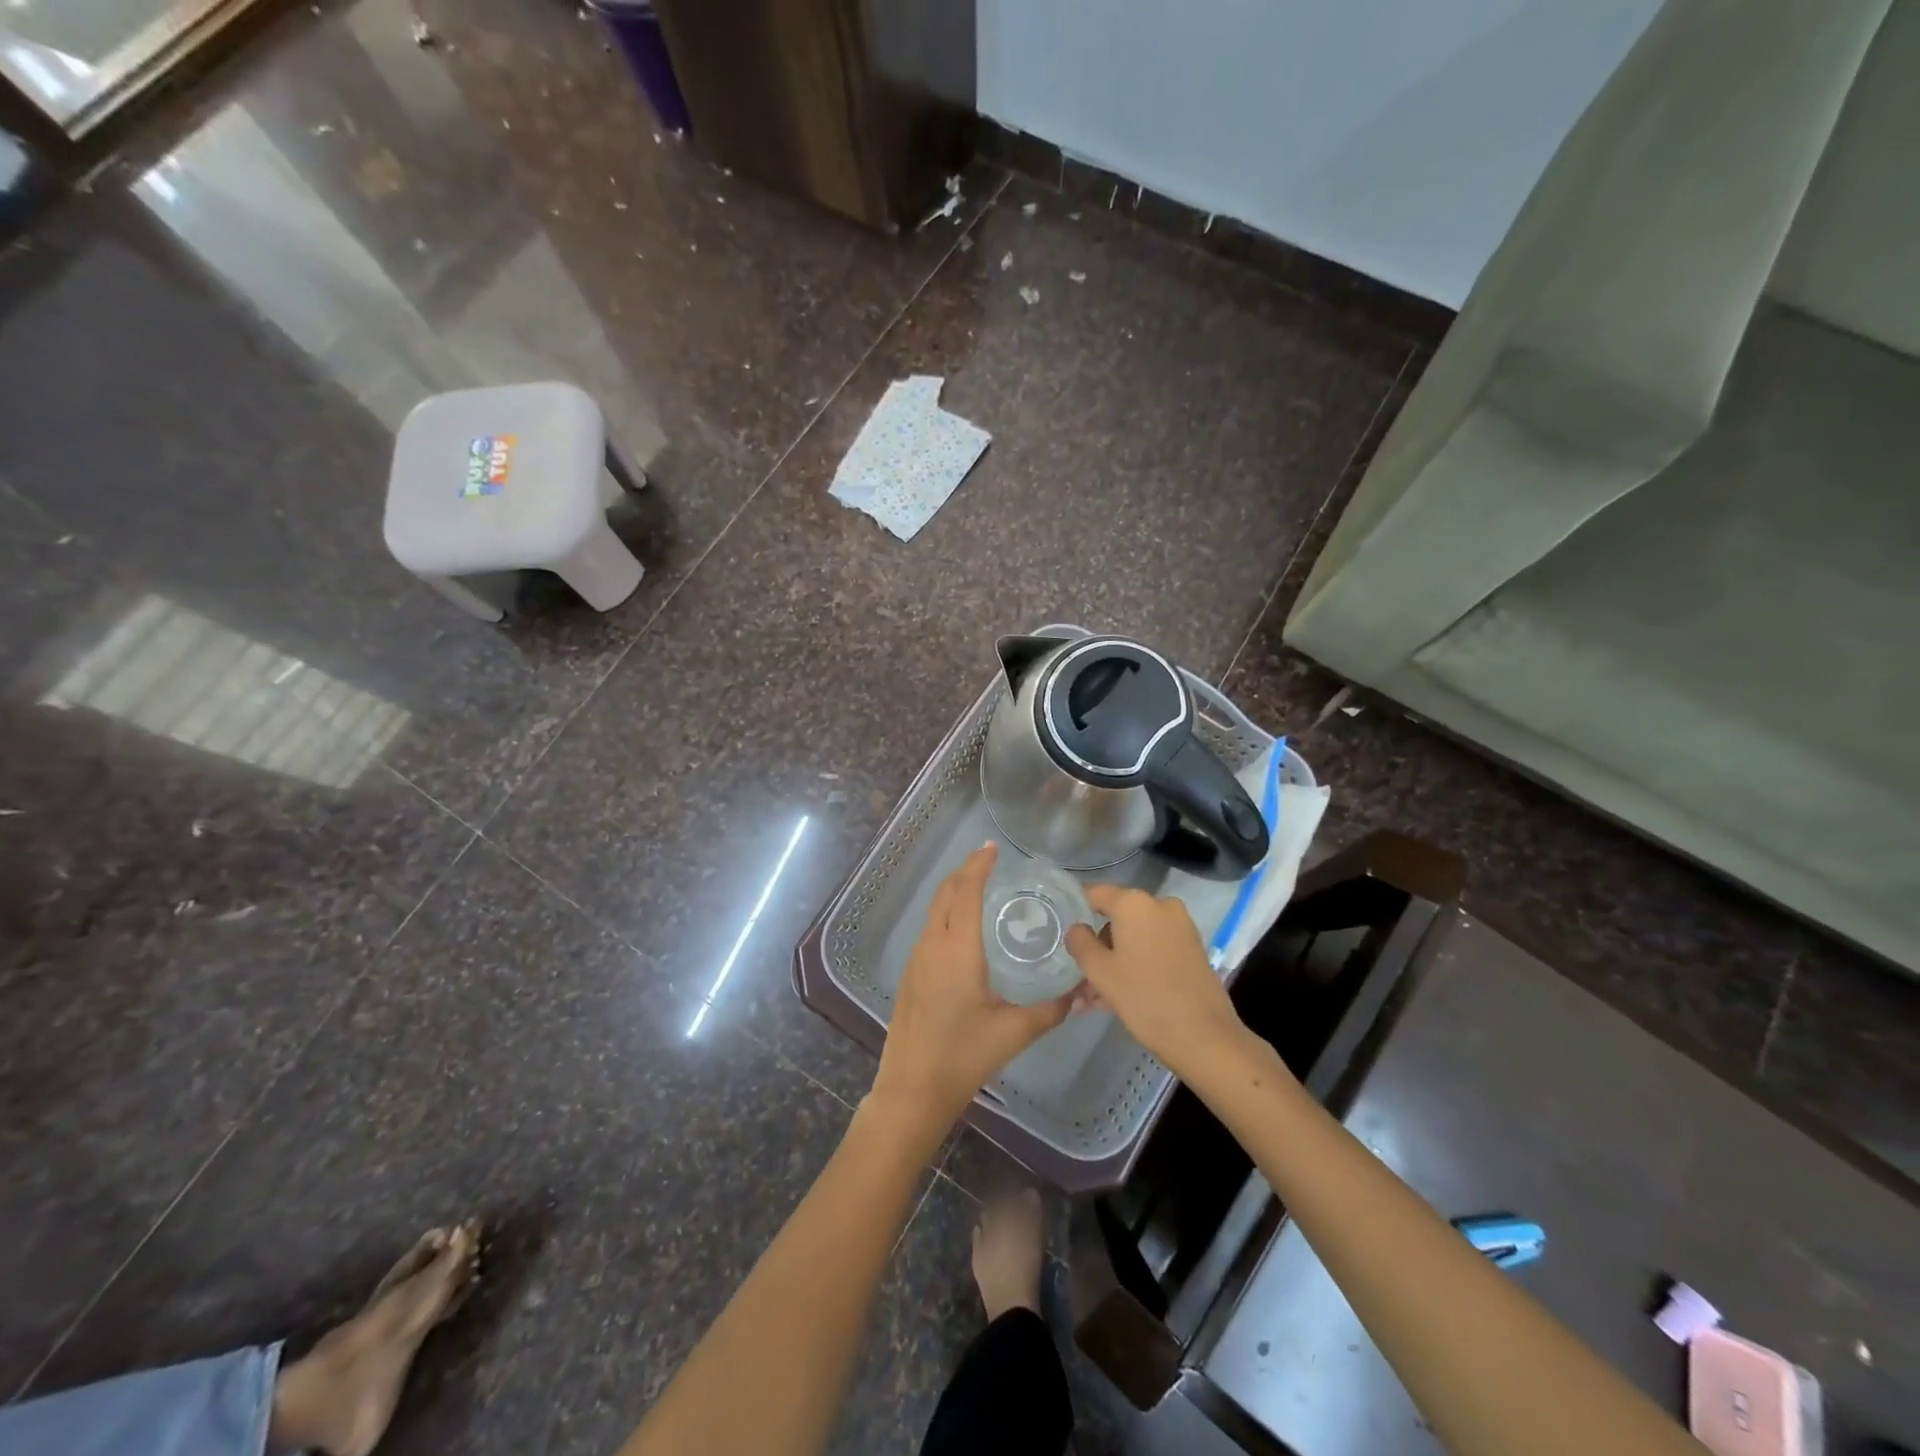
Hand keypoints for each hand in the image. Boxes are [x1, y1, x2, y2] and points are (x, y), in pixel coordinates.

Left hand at [870, 843, 1073, 1131]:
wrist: (912, 1089)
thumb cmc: (964, 1056)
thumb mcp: (1014, 1032)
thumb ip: (1051, 1010)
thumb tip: (1082, 994)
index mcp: (958, 949)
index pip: (967, 892)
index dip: (979, 866)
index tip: (992, 848)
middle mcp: (933, 945)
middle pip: (945, 894)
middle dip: (965, 872)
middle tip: (989, 861)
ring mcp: (917, 960)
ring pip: (934, 911)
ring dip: (954, 892)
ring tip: (980, 888)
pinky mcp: (911, 975)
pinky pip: (930, 929)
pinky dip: (947, 914)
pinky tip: (964, 931)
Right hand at [1065, 885, 1245, 1075]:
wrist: (1205, 1037)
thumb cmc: (1144, 998)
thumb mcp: (1100, 972)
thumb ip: (1080, 942)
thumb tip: (1076, 928)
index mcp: (1134, 903)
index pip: (1094, 894)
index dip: (1074, 909)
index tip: (1058, 929)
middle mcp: (1159, 905)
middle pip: (1116, 918)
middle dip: (1096, 946)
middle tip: (1078, 977)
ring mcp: (1180, 927)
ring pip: (1134, 938)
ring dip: (1114, 961)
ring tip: (1094, 999)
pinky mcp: (1192, 949)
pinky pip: (1153, 949)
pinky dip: (1135, 965)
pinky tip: (1119, 997)